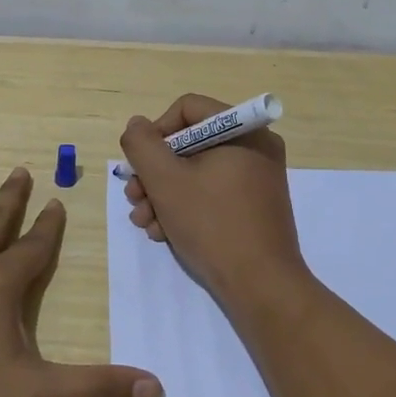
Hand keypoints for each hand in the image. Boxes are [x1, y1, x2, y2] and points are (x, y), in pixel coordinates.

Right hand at [119, 94, 308, 306]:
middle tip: (134, 198)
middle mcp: (255, 147)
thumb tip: (137, 125)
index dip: (156, 132)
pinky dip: (185, 207)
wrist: (261, 287)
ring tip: (145, 223)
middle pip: (189, 143)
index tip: (140, 164)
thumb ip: (142, 145)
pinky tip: (164, 232)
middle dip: (154, 173)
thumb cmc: (212, 224)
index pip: (187, 109)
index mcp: (244, 131)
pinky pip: (212, 192)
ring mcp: (257, 179)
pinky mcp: (254, 206)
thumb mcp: (165, 181)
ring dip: (163, 194)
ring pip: (196, 172)